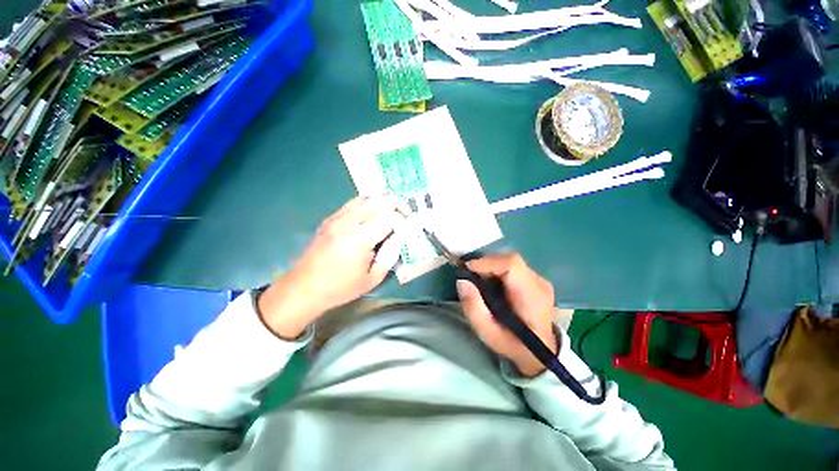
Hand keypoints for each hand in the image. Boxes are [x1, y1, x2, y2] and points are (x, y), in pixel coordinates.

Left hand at [258, 196, 402, 338]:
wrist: (304, 287)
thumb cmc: (340, 287)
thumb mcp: (372, 279)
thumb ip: (390, 256)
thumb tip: (399, 238)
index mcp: (360, 239)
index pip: (389, 217)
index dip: (402, 219)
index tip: (407, 227)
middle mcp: (348, 223)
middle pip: (378, 201)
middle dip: (395, 205)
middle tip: (403, 215)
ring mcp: (337, 218)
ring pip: (365, 198)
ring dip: (381, 202)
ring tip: (390, 212)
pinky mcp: (330, 218)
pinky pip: (353, 203)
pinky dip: (367, 204)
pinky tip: (371, 214)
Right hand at [457, 254, 556, 376]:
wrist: (539, 354)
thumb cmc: (513, 345)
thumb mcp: (488, 334)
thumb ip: (473, 308)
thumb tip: (462, 281)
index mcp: (531, 297)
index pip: (512, 265)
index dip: (487, 262)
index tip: (467, 269)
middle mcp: (539, 283)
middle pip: (509, 260)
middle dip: (485, 264)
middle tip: (470, 277)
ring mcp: (539, 280)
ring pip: (509, 262)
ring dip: (490, 267)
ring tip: (479, 282)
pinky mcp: (535, 280)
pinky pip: (512, 267)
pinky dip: (496, 270)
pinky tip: (490, 284)